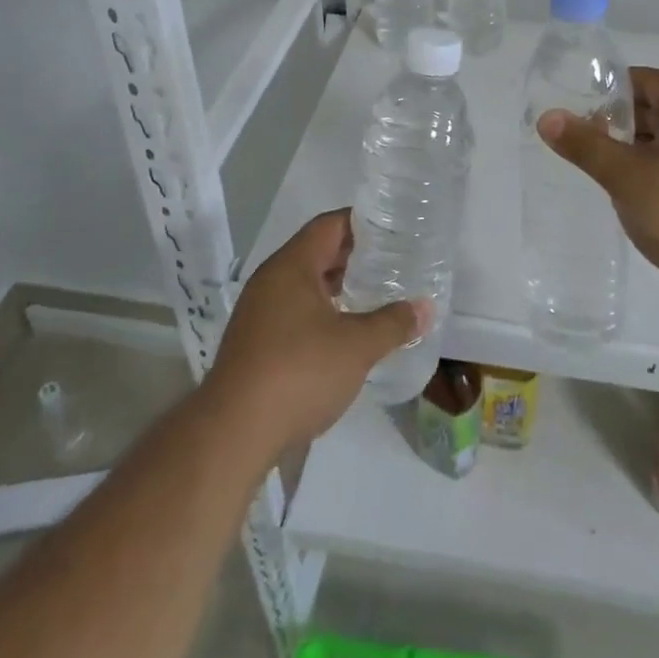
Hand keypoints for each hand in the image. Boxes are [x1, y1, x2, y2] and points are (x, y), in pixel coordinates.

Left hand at [206, 209, 426, 455]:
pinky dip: (322, 311)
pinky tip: (345, 331)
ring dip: (337, 286)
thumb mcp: (357, 347)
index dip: (362, 222)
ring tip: (374, 293)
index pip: (329, 225)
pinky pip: (294, 311)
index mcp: (291, 266)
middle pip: (316, 252)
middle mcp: (271, 280)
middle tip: (392, 260)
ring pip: (305, 284)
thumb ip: (393, 323)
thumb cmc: (298, 373)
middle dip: (353, 255)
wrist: (232, 435)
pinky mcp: (255, 343)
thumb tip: (425, 308)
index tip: (393, 227)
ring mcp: (258, 313)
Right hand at [538, 67, 658, 315]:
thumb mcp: (626, 176)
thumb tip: (548, 116)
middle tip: (582, 138)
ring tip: (598, 168)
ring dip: (634, 151)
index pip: (649, 80)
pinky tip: (630, 197)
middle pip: (658, 110)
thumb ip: (586, 146)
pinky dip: (652, 175)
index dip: (614, 87)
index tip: (581, 103)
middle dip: (619, 122)